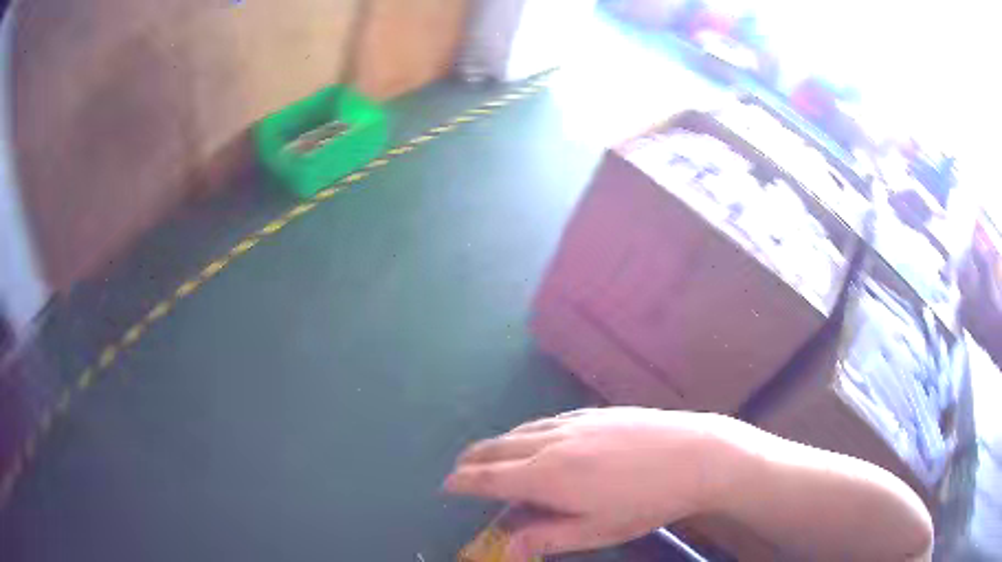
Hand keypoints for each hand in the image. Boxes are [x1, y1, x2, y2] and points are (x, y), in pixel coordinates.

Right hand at [443, 408, 731, 558]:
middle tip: (461, 469)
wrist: (694, 454)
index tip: (447, 485)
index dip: (464, 481)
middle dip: (473, 459)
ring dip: (498, 443)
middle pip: (498, 447)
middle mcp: (552, 442)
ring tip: (491, 454)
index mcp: (547, 474)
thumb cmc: (645, 501)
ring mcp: (575, 422)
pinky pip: (547, 421)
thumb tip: (507, 548)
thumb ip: (546, 537)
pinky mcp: (596, 412)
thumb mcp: (595, 531)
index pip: (489, 477)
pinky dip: (527, 431)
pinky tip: (536, 437)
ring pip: (521, 430)